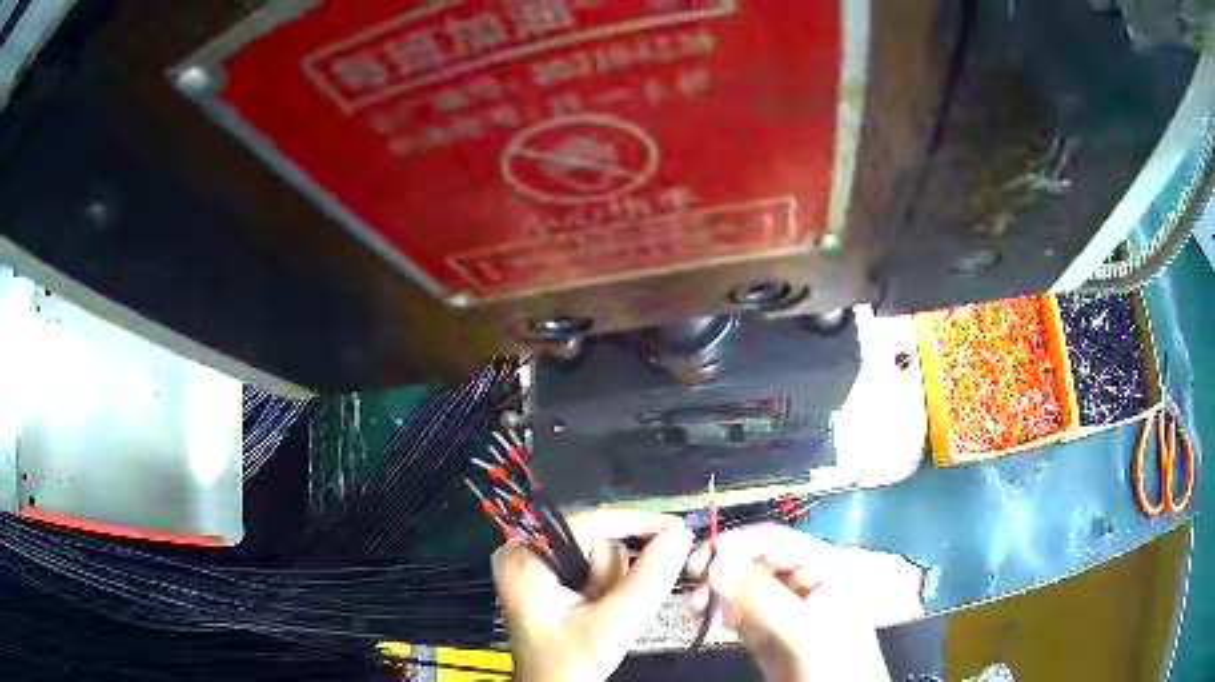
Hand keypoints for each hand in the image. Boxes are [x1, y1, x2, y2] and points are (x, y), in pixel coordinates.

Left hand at [492, 508, 694, 681]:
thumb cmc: (569, 662)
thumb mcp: (611, 624)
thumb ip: (648, 579)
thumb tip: (682, 534)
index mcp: (524, 554)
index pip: (589, 521)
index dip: (637, 524)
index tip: (678, 529)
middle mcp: (526, 551)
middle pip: (596, 540)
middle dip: (615, 576)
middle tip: (608, 608)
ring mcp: (538, 566)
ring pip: (601, 557)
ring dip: (613, 587)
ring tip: (599, 616)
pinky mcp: (551, 581)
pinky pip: (596, 571)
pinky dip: (609, 591)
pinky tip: (599, 614)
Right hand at [687, 524, 898, 681]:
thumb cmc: (833, 661)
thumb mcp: (802, 629)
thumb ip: (760, 597)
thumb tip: (713, 564)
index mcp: (821, 565)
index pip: (772, 541)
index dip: (733, 544)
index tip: (695, 563)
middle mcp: (802, 581)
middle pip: (753, 562)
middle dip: (721, 571)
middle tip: (692, 592)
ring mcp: (785, 609)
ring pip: (743, 588)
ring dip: (718, 592)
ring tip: (695, 609)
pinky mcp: (771, 633)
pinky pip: (741, 614)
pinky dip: (723, 613)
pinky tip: (713, 620)